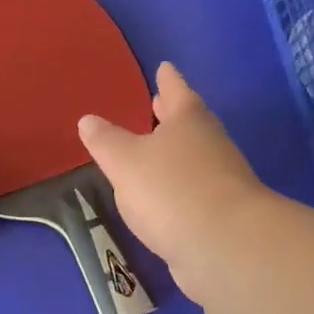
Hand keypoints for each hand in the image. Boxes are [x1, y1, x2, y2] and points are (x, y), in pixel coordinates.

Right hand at [78, 62, 271, 301]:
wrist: (225, 246)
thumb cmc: (171, 189)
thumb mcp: (125, 161)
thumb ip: (105, 141)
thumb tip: (88, 120)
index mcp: (188, 119)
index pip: (176, 89)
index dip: (167, 79)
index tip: (164, 66)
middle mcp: (210, 143)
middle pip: (189, 121)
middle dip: (171, 114)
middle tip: (156, 104)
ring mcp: (221, 179)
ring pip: (193, 156)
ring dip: (174, 152)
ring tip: (151, 152)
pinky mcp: (222, 213)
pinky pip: (194, 190)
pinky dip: (178, 187)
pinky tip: (161, 197)